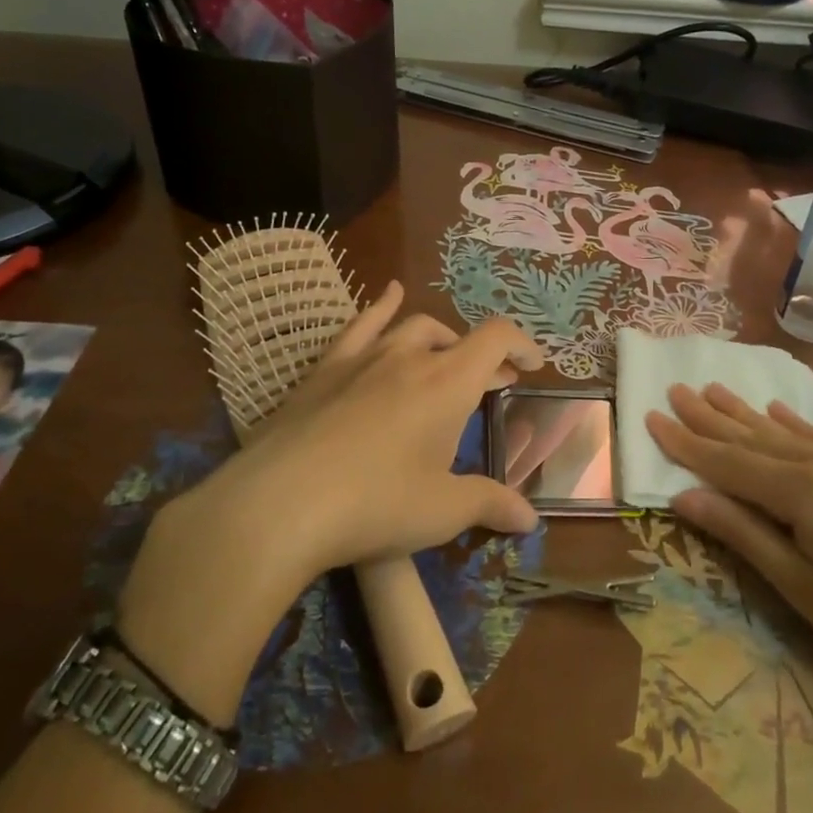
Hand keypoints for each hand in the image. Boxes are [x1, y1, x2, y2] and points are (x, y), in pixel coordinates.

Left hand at [117, 284, 541, 718]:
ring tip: (446, 355)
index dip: (521, 345)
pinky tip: (389, 294)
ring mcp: (363, 358)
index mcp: (448, 384)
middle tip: (490, 384)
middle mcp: (410, 358)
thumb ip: (490, 505)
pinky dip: (381, 306)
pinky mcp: (325, 369)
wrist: (280, 503)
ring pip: (412, 328)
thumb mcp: (442, 512)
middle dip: (480, 356)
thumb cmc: (375, 504)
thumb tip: (531, 519)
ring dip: (439, 338)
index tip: (532, 366)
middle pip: (456, 338)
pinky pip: (360, 325)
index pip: (496, 339)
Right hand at [647, 384, 812, 721]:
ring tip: (714, 389)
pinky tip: (776, 411)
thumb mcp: (802, 588)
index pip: (729, 463)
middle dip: (711, 417)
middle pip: (755, 438)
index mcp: (804, 492)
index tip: (651, 415)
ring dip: (746, 413)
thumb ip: (742, 533)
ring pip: (788, 432)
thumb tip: (683, 495)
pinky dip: (794, 424)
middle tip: (676, 389)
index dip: (686, 443)